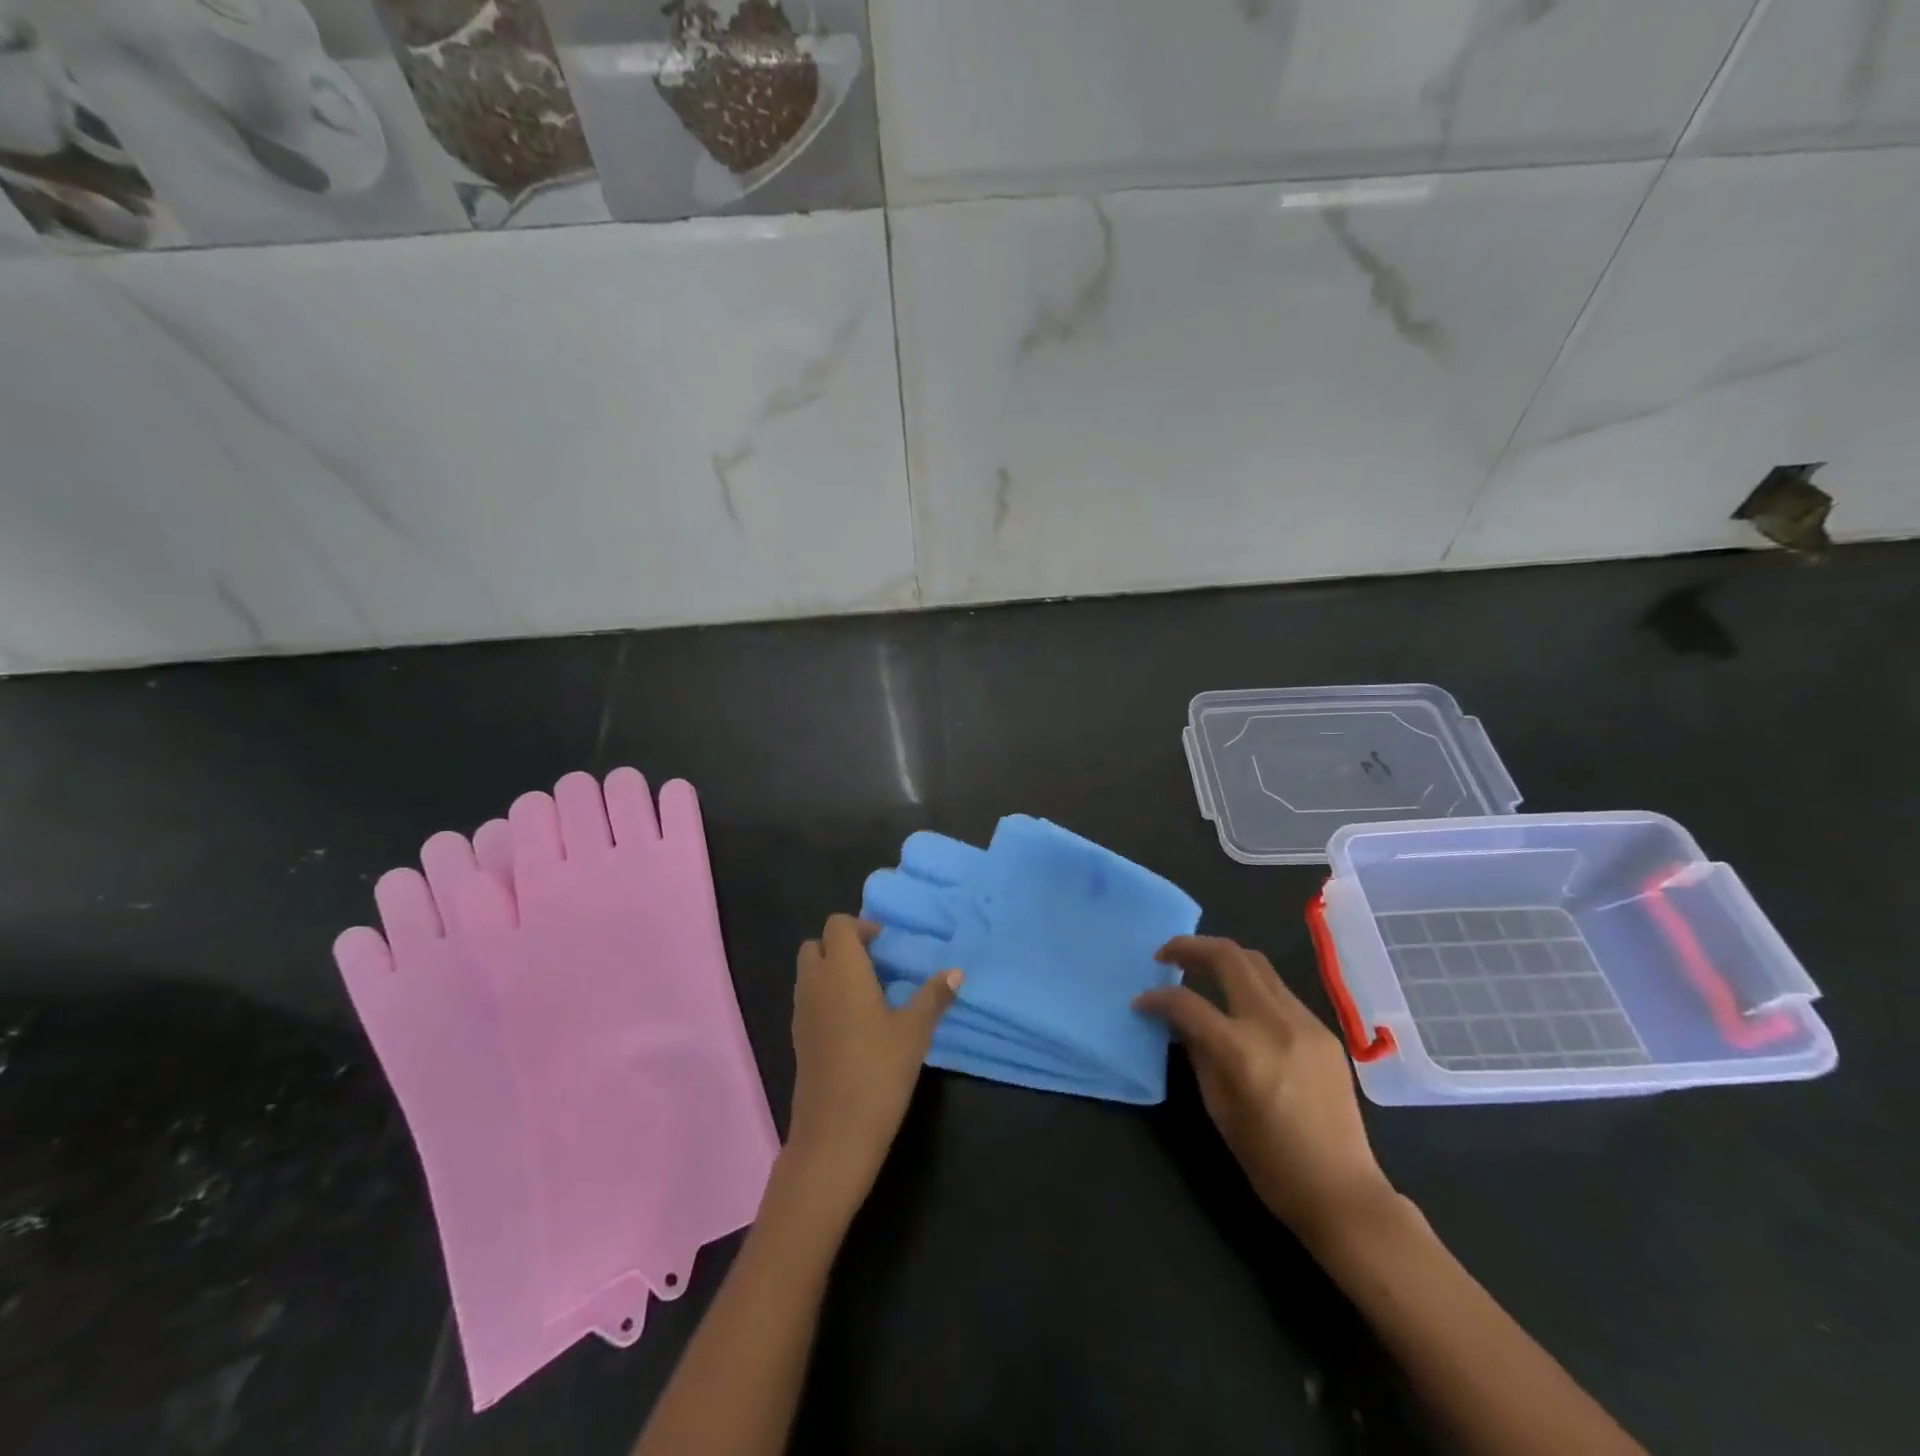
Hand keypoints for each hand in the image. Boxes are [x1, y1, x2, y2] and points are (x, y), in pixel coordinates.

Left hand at [783, 914, 960, 1213]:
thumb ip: (933, 996)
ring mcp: (801, 1013)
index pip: (838, 926)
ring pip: (810, 974)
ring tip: (871, 993)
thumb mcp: (914, 1031)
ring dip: (834, 972)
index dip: (861, 927)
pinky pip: (809, 1001)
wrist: (834, 1135)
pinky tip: (857, 1024)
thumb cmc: (878, 1072)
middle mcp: (815, 984)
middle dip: (843, 946)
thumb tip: (956, 972)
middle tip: (877, 964)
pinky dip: (827, 998)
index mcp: (842, 971)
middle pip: (817, 946)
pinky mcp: (799, 1039)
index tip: (887, 944)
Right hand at [1135, 935, 1394, 1246]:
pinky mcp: (1323, 1031)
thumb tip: (1179, 1022)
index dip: (1157, 999)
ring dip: (1222, 959)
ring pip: (1257, 964)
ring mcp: (1305, 1022)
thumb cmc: (1270, 1162)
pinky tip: (1239, 1004)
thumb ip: (1197, 1054)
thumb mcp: (1219, 1109)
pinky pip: (1279, 991)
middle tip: (1166, 955)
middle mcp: (1274, 1024)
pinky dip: (1250, 985)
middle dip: (1191, 947)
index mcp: (1242, 1051)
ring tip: (1199, 969)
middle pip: (1229, 957)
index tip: (1141, 1002)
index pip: (1187, 1003)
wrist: (1342, 1191)